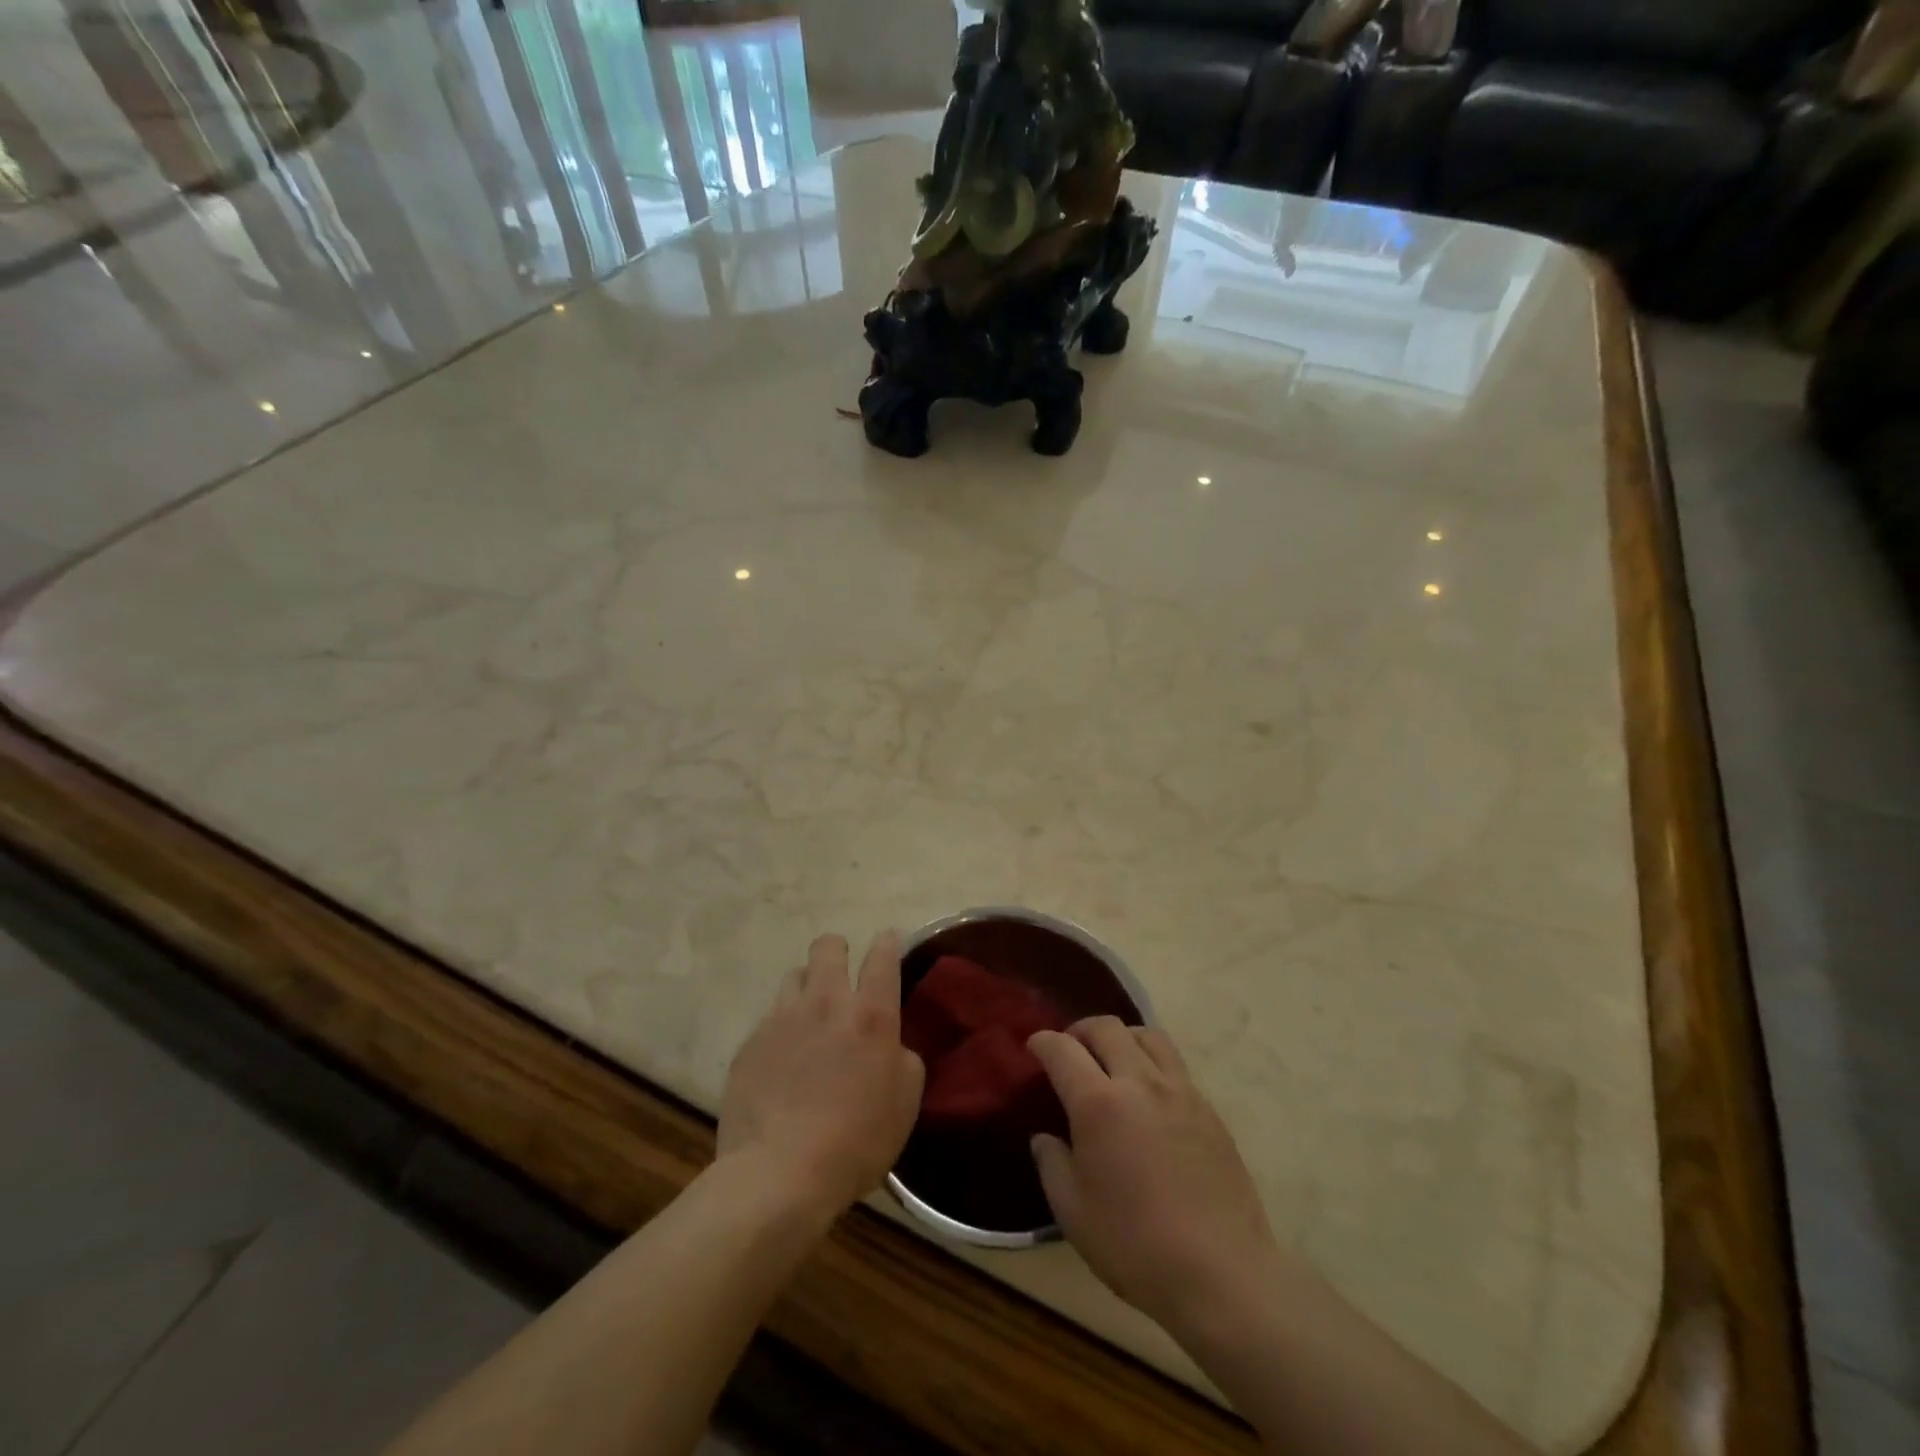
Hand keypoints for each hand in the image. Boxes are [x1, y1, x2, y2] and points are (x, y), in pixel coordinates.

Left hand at [718, 933, 924, 1221]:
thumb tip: (890, 1044)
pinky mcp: (750, 1042)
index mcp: (870, 1014)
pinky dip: (782, 1029)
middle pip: (828, 946)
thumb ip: (903, 1058)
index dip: (886, 943)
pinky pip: (770, 1019)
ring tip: (810, 1018)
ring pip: (794, 976)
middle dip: (838, 951)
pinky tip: (783, 1061)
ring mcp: (782, 1019)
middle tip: (842, 978)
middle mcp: (826, 1003)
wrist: (779, 1174)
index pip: (882, 954)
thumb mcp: (905, 1102)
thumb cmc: (856, 1141)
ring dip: (807, 988)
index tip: (888, 945)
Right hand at [1029, 1018, 1280, 1340]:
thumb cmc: (1135, 1246)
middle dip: (1080, 1030)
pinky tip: (1148, 1094)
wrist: (1221, 1275)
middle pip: (1107, 1027)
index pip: (1063, 1050)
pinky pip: (1174, 1065)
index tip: (1034, 1047)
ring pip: (1147, 1036)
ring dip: (1121, 1037)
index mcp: (1099, 1103)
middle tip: (1070, 1050)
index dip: (1043, 1041)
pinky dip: (1151, 1062)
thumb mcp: (1072, 1213)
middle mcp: (1139, 1083)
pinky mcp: (1209, 1109)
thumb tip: (1045, 1137)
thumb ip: (1052, 1164)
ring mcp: (1180, 1092)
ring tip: (1112, 1059)